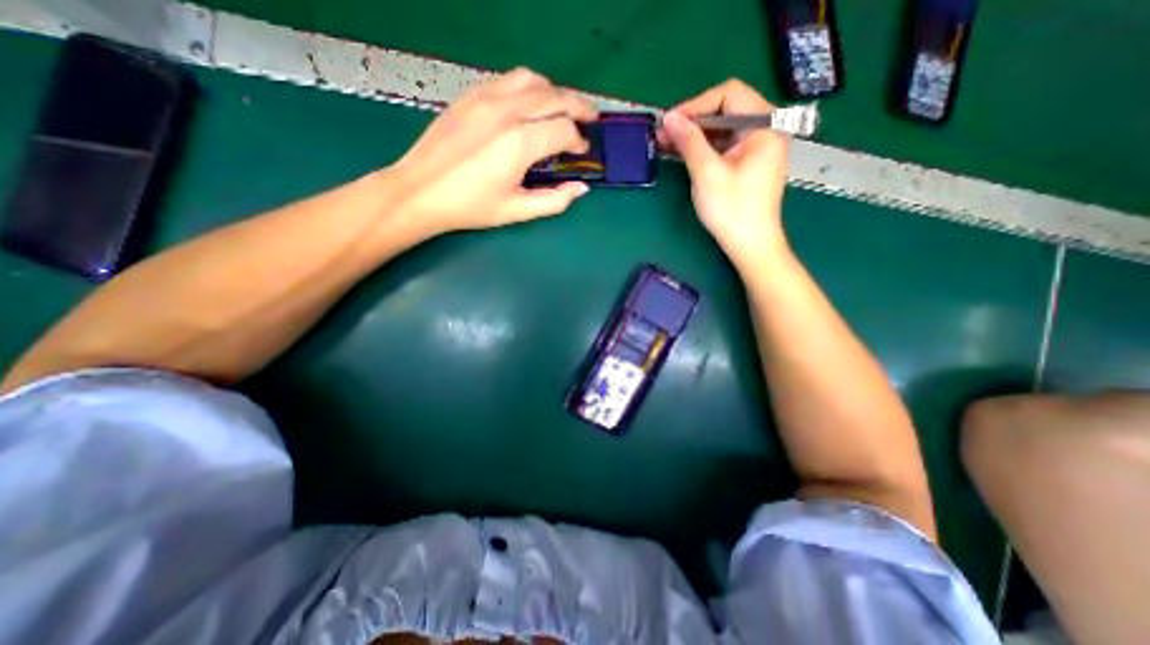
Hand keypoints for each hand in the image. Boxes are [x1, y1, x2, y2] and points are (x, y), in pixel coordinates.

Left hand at [390, 67, 597, 237]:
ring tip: (563, 107)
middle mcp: (507, 112)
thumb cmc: (471, 206)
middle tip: (590, 119)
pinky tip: (530, 104)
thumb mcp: (517, 211)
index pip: (564, 129)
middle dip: (579, 107)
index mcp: (519, 143)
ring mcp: (486, 98)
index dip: (578, 140)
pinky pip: (508, 80)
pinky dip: (529, 88)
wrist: (421, 190)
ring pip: (532, 80)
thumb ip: (554, 200)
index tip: (581, 152)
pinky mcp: (471, 95)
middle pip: (555, 96)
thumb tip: (580, 189)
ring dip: (554, 92)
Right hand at [655, 78, 791, 269]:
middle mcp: (766, 130)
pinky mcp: (749, 163)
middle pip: (726, 110)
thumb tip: (669, 118)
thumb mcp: (707, 173)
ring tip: (668, 145)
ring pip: (723, 129)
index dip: (696, 104)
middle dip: (693, 120)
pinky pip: (725, 145)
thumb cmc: (732, 210)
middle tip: (664, 135)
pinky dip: (704, 148)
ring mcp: (758, 148)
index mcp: (764, 125)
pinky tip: (685, 154)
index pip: (729, 94)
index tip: (670, 122)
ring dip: (696, 135)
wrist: (750, 245)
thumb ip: (689, 141)